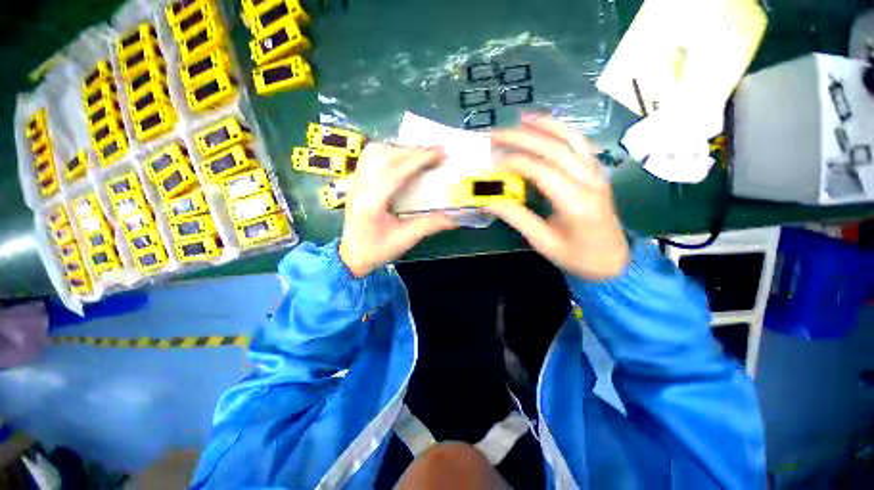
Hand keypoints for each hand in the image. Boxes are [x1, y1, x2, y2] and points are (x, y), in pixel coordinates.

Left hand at [339, 144, 457, 277]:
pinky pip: (369, 157)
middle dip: (412, 150)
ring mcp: (355, 183)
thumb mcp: (405, 240)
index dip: (419, 159)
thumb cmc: (377, 250)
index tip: (440, 152)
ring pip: (374, 152)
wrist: (350, 256)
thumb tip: (454, 218)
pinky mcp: (355, 182)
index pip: (396, 172)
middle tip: (435, 152)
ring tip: (418, 154)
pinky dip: (387, 152)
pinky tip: (400, 158)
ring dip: (399, 148)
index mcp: (372, 203)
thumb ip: (429, 225)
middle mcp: (361, 187)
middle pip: (384, 157)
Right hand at [488, 115, 628, 280]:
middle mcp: (589, 180)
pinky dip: (561, 131)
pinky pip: (580, 144)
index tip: (491, 164)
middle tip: (495, 134)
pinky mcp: (596, 172)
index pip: (541, 171)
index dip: (514, 163)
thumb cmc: (577, 257)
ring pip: (572, 139)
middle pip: (555, 148)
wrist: (614, 261)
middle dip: (522, 138)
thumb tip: (488, 201)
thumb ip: (517, 218)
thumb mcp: (543, 242)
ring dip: (545, 125)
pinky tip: (546, 128)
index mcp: (576, 201)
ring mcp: (596, 173)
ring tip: (521, 119)